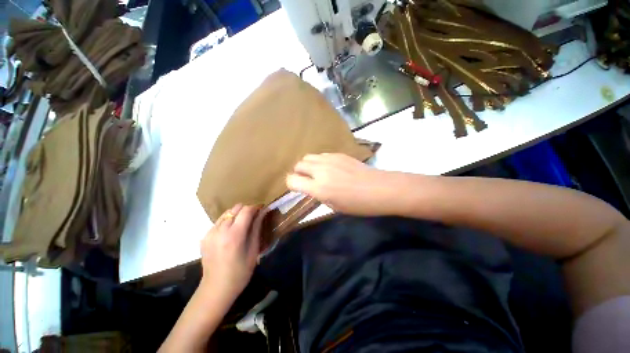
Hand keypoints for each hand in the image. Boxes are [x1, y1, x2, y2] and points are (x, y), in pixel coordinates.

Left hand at [200, 204, 265, 301]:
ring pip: (226, 213)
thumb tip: (263, 212)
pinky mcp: (204, 237)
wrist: (216, 289)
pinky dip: (227, 223)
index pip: (246, 210)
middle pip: (235, 208)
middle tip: (253, 219)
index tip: (261, 210)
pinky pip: (218, 222)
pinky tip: (230, 234)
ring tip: (242, 226)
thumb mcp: (253, 250)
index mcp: (234, 235)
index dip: (255, 207)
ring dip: (236, 215)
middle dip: (246, 210)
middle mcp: (220, 230)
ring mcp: (210, 233)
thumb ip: (257, 228)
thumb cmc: (240, 272)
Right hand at [286, 153, 400, 215]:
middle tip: (306, 180)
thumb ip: (318, 195)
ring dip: (307, 165)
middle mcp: (321, 171)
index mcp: (319, 188)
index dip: (291, 184)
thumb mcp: (334, 206)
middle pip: (298, 165)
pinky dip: (319, 161)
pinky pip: (321, 155)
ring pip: (308, 156)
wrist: (379, 188)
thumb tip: (311, 187)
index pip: (292, 180)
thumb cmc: (358, 204)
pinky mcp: (338, 154)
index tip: (296, 187)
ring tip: (315, 172)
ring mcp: (330, 159)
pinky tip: (329, 167)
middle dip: (298, 173)